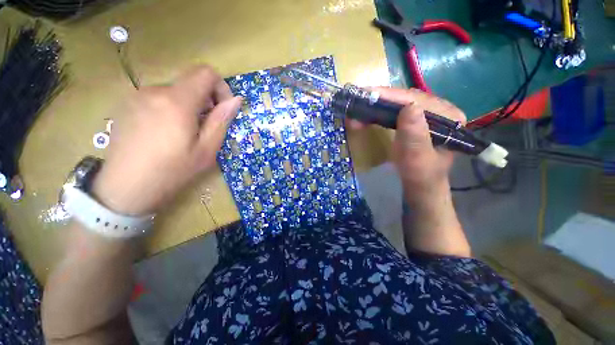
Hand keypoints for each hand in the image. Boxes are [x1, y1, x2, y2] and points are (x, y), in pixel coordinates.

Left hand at [92, 66, 240, 215]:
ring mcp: (138, 95)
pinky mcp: (128, 104)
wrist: (124, 188)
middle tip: (207, 126)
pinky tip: (167, 131)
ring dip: (189, 105)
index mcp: (177, 101)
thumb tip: (236, 100)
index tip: (223, 109)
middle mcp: (155, 90)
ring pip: (175, 90)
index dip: (221, 87)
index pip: (205, 73)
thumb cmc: (172, 171)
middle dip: (206, 99)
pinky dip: (172, 108)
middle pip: (191, 81)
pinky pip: (159, 97)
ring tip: (186, 132)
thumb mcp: (206, 149)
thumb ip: (222, 120)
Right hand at [348, 87, 469, 256]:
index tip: (366, 95)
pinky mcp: (413, 123)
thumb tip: (409, 107)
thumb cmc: (420, 179)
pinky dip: (378, 112)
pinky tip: (366, 115)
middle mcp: (440, 112)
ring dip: (376, 105)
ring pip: (398, 104)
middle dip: (380, 99)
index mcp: (449, 118)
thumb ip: (416, 138)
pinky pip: (394, 112)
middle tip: (357, 100)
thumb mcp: (418, 163)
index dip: (391, 96)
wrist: (419, 190)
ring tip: (357, 107)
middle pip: (406, 98)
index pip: (417, 100)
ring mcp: (426, 116)